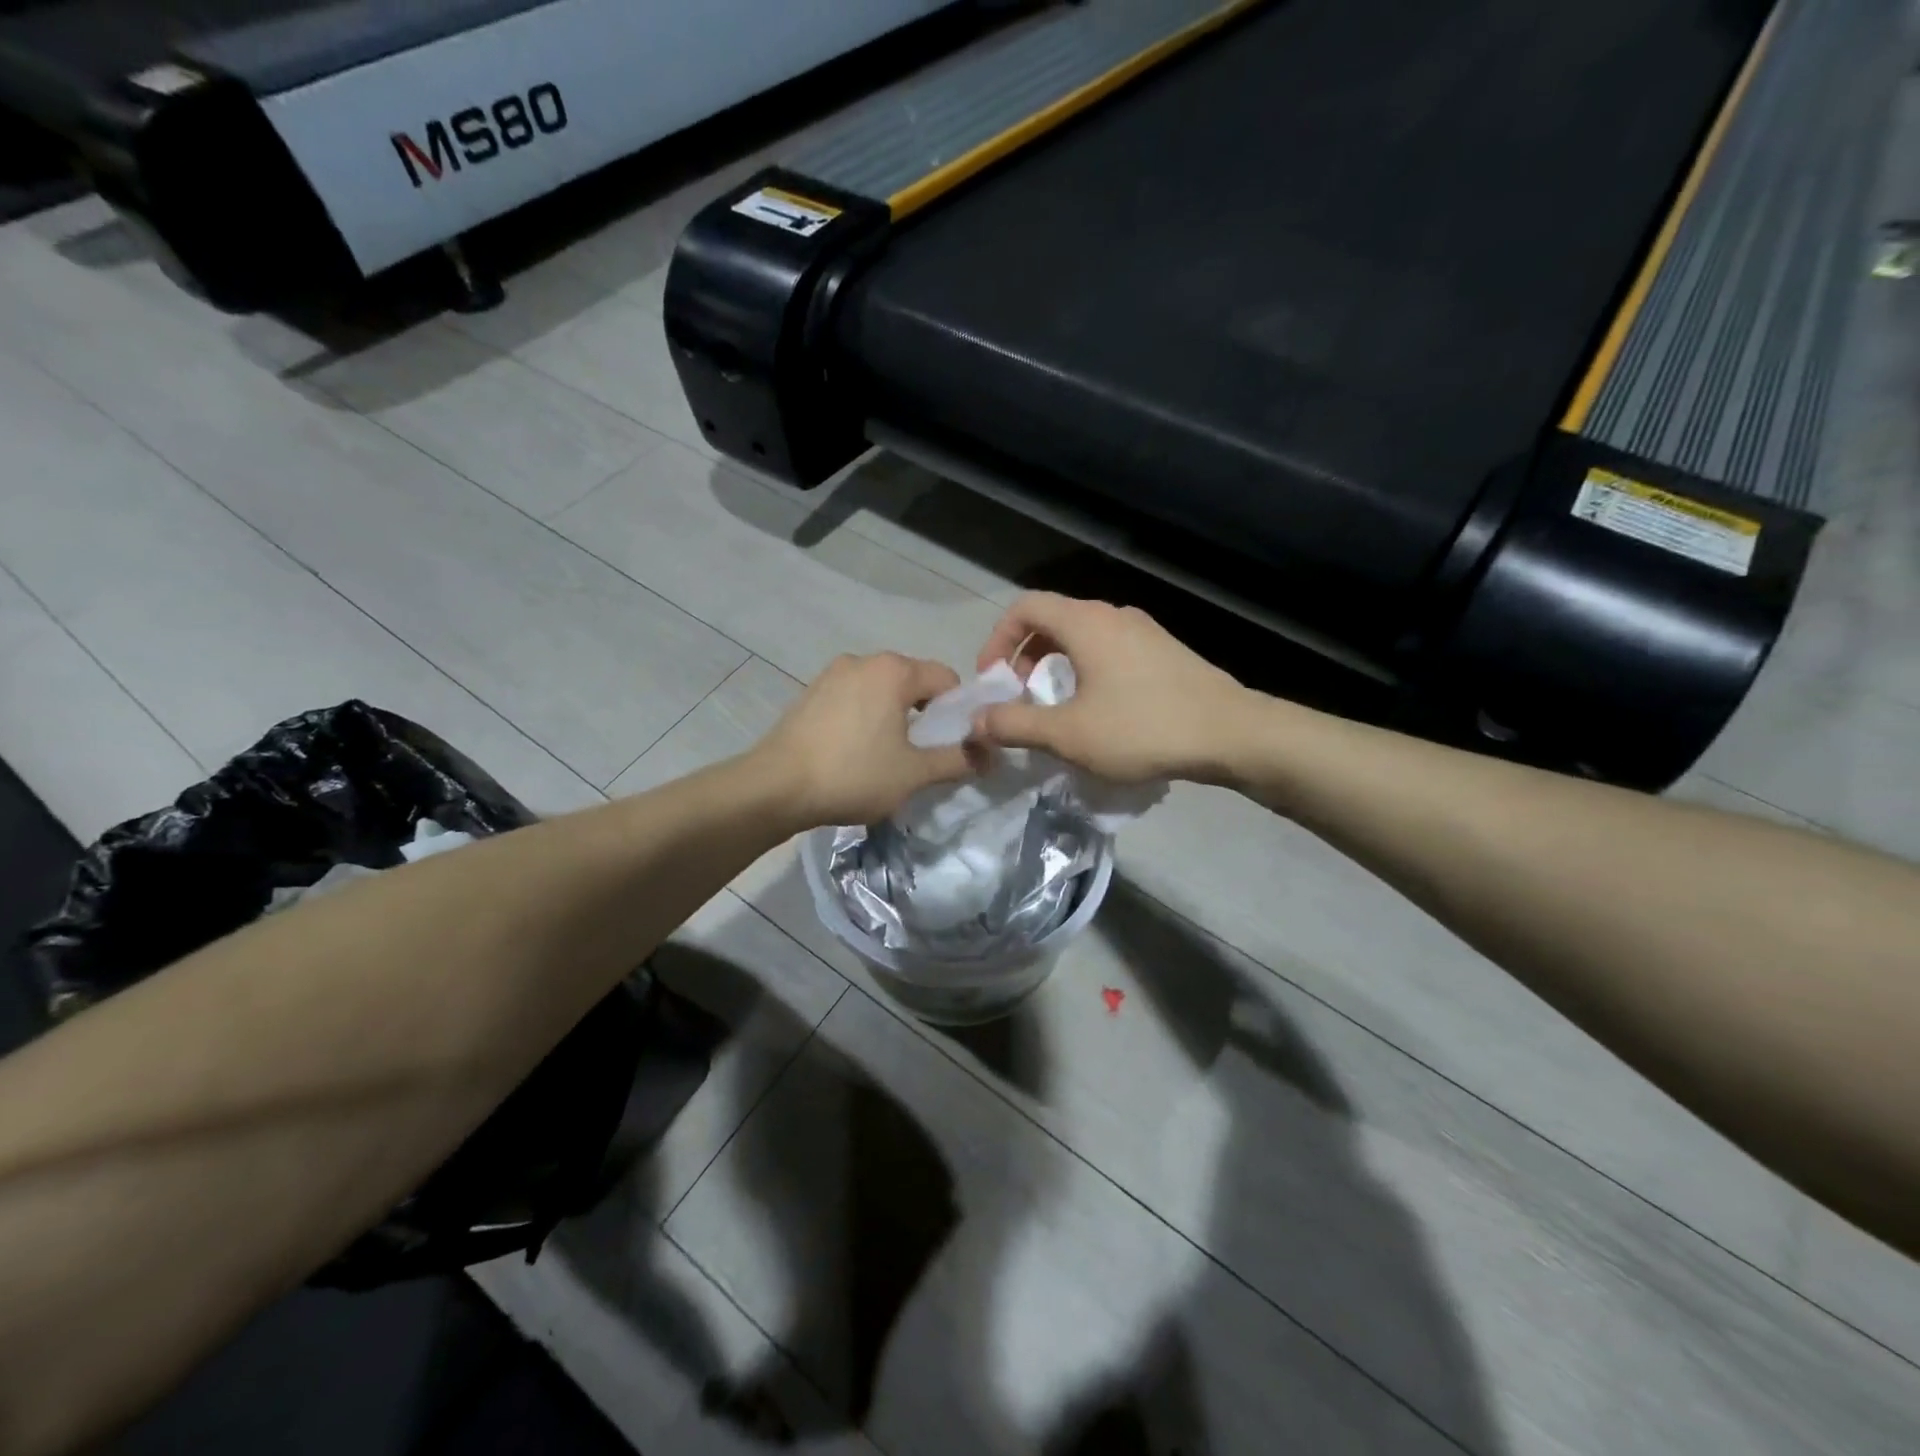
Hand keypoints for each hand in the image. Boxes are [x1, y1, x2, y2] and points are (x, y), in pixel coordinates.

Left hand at [755, 653, 973, 826]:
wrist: (775, 787)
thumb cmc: (853, 775)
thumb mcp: (914, 773)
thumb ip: (957, 759)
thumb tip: (990, 755)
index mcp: (894, 670)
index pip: (947, 678)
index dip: (959, 711)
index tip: (952, 744)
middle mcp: (864, 660)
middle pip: (913, 680)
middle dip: (926, 713)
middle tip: (921, 753)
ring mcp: (832, 673)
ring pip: (881, 689)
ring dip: (894, 715)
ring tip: (886, 755)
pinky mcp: (810, 691)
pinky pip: (854, 697)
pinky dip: (865, 716)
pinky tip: (855, 750)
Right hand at [971, 593, 1257, 783]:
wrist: (1231, 733)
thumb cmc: (1142, 728)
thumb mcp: (1068, 734)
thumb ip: (1015, 725)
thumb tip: (976, 721)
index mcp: (1085, 623)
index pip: (1024, 606)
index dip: (997, 639)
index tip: (993, 679)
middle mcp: (1113, 615)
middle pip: (1052, 619)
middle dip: (1025, 655)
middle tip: (1021, 696)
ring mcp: (1143, 631)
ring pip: (1082, 637)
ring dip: (1056, 665)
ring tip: (1056, 707)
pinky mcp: (1164, 651)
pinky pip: (1109, 649)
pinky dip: (1086, 670)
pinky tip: (1098, 711)